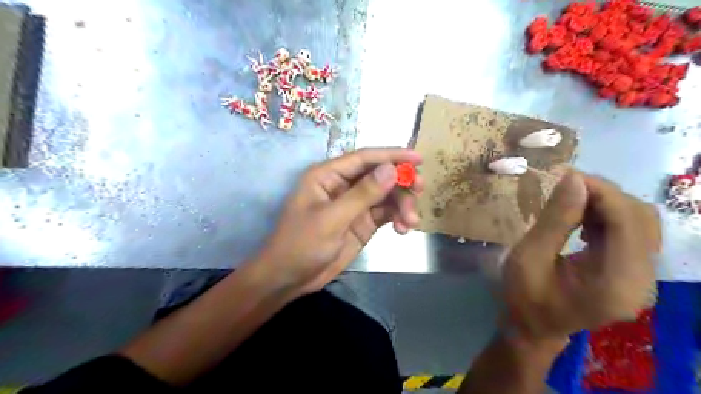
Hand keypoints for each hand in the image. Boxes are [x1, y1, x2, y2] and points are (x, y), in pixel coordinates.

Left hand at [254, 147, 423, 295]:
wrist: (290, 278)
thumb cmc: (301, 244)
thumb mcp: (331, 219)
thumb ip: (362, 194)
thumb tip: (392, 169)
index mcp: (328, 175)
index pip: (364, 158)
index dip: (392, 155)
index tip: (419, 158)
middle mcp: (343, 185)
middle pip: (379, 175)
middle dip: (401, 182)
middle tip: (420, 189)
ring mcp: (354, 205)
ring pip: (386, 195)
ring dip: (402, 204)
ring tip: (410, 222)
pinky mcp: (362, 223)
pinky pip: (385, 213)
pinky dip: (397, 218)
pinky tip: (403, 229)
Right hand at [504, 171, 656, 340]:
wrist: (532, 326)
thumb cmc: (524, 296)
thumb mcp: (529, 257)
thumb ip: (554, 220)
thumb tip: (573, 178)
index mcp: (617, 283)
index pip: (628, 224)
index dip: (602, 192)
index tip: (566, 176)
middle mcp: (642, 281)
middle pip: (641, 220)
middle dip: (604, 195)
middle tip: (565, 187)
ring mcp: (641, 277)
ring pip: (640, 222)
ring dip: (606, 204)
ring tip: (570, 202)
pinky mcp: (631, 272)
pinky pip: (630, 232)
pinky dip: (606, 217)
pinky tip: (581, 220)